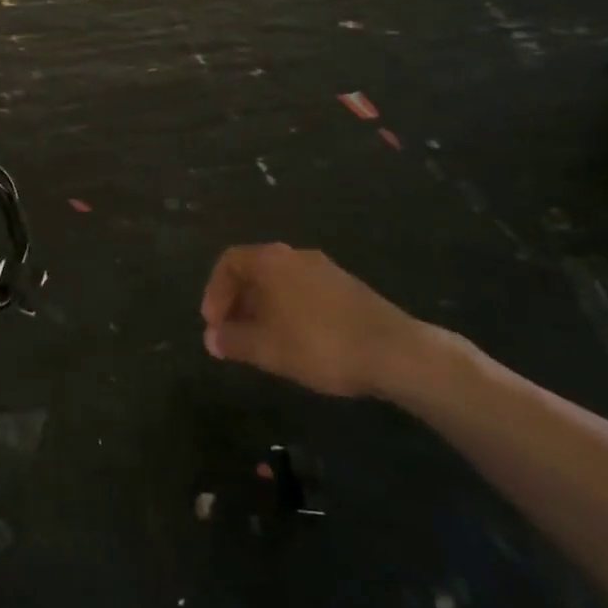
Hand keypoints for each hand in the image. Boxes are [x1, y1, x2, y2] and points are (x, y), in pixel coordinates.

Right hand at [200, 243, 428, 397]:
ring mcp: (324, 270)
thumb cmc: (319, 344)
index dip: (214, 292)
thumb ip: (233, 341)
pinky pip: (302, 292)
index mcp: (271, 261)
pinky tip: (295, 342)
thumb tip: (211, 338)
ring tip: (261, 343)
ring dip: (262, 308)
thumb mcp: (267, 348)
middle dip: (237, 302)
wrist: (395, 352)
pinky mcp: (347, 288)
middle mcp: (295, 256)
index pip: (229, 262)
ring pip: (279, 283)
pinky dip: (288, 311)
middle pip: (254, 270)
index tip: (214, 324)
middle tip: (232, 336)